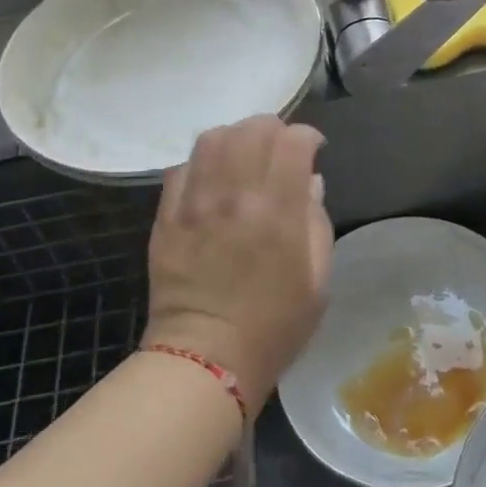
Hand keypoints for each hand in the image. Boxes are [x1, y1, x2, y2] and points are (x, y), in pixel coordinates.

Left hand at [143, 116, 331, 417]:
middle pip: (252, 128)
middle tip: (279, 148)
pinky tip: (212, 180)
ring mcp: (195, 203)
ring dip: (235, 137)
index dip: (307, 136)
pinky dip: (202, 162)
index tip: (313, 150)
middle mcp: (235, 195)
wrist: (207, 358)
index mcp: (278, 210)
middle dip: (273, 129)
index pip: (293, 141)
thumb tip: (309, 181)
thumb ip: (317, 221)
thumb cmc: (276, 324)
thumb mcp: (319, 277)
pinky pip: (181, 167)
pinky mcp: (166, 217)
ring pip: (212, 138)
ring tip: (244, 155)